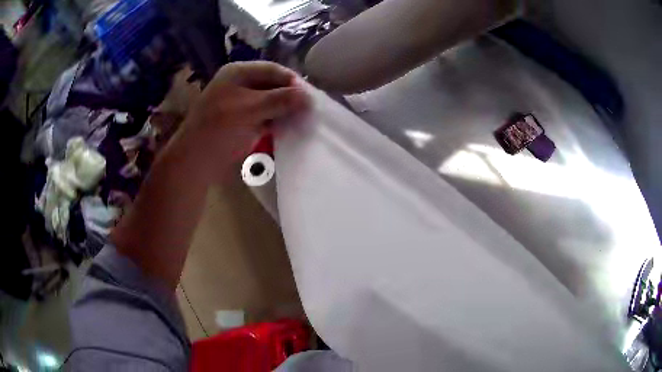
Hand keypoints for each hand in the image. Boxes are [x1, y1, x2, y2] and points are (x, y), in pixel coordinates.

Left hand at [176, 61, 308, 168]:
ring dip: (285, 110)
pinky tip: (288, 128)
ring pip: (270, 101)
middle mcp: (240, 84)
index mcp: (238, 73)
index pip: (273, 70)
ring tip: (302, 120)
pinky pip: (265, 116)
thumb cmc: (219, 129)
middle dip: (290, 97)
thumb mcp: (250, 109)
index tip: (310, 97)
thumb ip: (280, 100)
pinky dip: (276, 121)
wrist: (195, 161)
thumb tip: (309, 97)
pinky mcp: (242, 121)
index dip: (292, 81)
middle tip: (308, 110)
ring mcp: (240, 103)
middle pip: (272, 85)